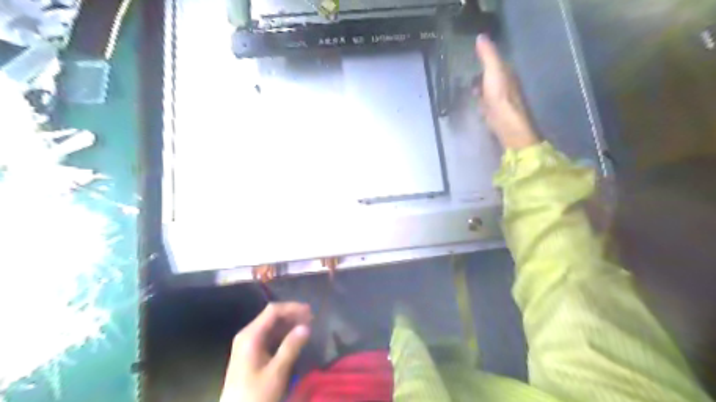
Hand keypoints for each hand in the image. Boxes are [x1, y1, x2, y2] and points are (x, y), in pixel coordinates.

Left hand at [224, 301, 312, 400]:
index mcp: (251, 335)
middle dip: (292, 315)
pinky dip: (282, 334)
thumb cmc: (256, 395)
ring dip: (288, 324)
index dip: (292, 308)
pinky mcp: (250, 354)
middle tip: (311, 319)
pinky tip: (294, 339)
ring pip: (270, 326)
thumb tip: (306, 326)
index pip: (273, 311)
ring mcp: (247, 344)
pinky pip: (268, 336)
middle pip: (271, 316)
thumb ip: (291, 347)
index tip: (310, 312)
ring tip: (306, 327)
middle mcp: (247, 335)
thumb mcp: (277, 372)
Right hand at [474, 35, 537, 148]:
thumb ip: (488, 55)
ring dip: (480, 90)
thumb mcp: (494, 70)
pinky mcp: (496, 114)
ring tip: (469, 90)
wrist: (507, 124)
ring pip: (489, 91)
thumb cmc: (500, 96)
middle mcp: (507, 86)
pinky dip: (481, 102)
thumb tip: (481, 36)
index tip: (473, 58)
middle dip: (482, 76)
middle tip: (468, 76)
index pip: (497, 63)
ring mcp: (502, 101)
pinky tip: (476, 105)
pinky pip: (487, 104)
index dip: (486, 59)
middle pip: (493, 77)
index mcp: (508, 73)